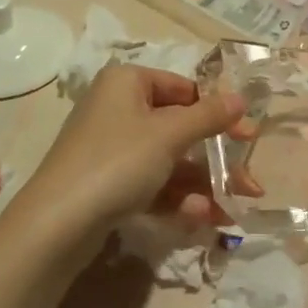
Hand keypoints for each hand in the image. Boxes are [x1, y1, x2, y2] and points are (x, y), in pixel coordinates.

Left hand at [15, 64, 244, 251]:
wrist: (57, 224)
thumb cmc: (117, 162)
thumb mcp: (168, 135)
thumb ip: (208, 116)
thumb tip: (241, 98)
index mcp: (127, 82)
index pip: (183, 89)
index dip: (218, 112)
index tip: (248, 137)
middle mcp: (118, 109)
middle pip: (179, 129)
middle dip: (216, 160)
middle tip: (250, 184)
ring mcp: (111, 149)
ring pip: (169, 162)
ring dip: (202, 186)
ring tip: (231, 211)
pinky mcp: (107, 184)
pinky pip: (151, 184)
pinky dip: (176, 199)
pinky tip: (199, 219)